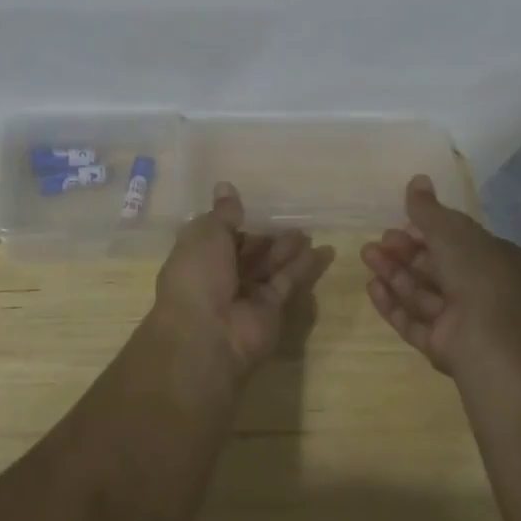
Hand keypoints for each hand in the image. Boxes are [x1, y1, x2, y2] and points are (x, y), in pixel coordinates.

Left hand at [151, 182, 333, 378]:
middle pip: (247, 251)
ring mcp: (246, 294)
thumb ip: (224, 213)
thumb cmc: (198, 275)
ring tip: (309, 232)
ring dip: (287, 249)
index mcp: (198, 255)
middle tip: (290, 220)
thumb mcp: (207, 234)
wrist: (207, 334)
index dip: (234, 222)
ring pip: (269, 265)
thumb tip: (225, 186)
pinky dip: (303, 266)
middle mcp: (220, 274)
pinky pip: (287, 281)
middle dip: (265, 238)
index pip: (218, 235)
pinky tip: (323, 251)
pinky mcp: (270, 309)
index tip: (252, 206)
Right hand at [363, 174, 520, 378]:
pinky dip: (393, 304)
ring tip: (367, 256)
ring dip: (394, 273)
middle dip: (405, 252)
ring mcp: (463, 321)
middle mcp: (482, 290)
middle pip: (435, 266)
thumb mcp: (450, 230)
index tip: (403, 222)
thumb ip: (427, 208)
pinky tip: (372, 287)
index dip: (429, 230)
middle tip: (380, 241)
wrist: (491, 340)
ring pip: (422, 293)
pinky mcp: (444, 346)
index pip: (458, 240)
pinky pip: (414, 321)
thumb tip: (417, 179)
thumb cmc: (477, 274)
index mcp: (495, 259)